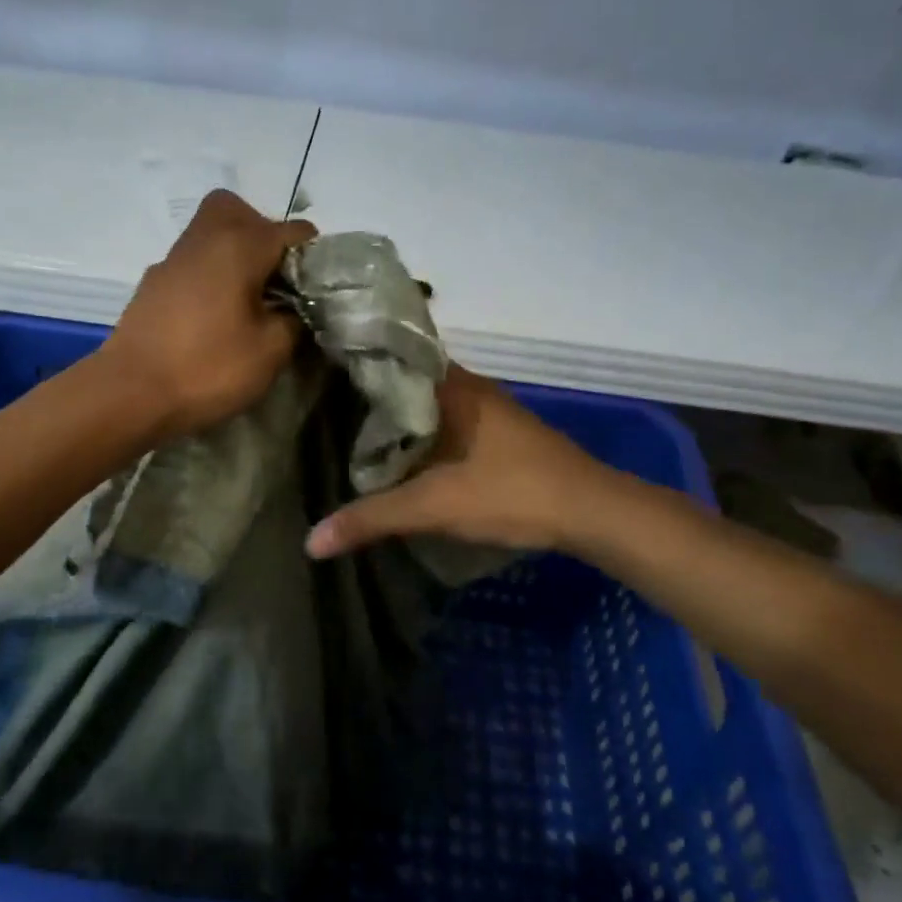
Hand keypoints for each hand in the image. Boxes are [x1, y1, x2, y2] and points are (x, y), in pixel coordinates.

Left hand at [104, 189, 316, 438]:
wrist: (130, 394)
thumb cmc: (208, 368)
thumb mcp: (271, 351)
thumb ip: (294, 320)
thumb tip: (294, 308)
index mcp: (239, 245)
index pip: (293, 231)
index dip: (313, 258)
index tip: (315, 292)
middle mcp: (204, 238)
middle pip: (240, 211)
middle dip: (265, 236)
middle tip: (275, 279)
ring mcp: (173, 259)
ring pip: (211, 233)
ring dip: (235, 255)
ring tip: (248, 301)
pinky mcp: (153, 283)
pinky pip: (193, 262)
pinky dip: (210, 275)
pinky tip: (214, 316)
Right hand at [305, 363, 608, 557]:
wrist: (591, 512)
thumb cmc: (512, 492)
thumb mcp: (435, 506)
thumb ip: (374, 518)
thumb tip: (311, 542)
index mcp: (454, 386)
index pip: (394, 358)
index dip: (357, 365)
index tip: (317, 376)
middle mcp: (471, 388)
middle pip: (409, 385)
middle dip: (371, 398)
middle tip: (323, 411)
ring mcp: (490, 413)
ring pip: (430, 408)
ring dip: (399, 422)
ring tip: (350, 435)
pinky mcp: (501, 438)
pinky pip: (448, 427)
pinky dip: (422, 438)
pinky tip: (402, 459)